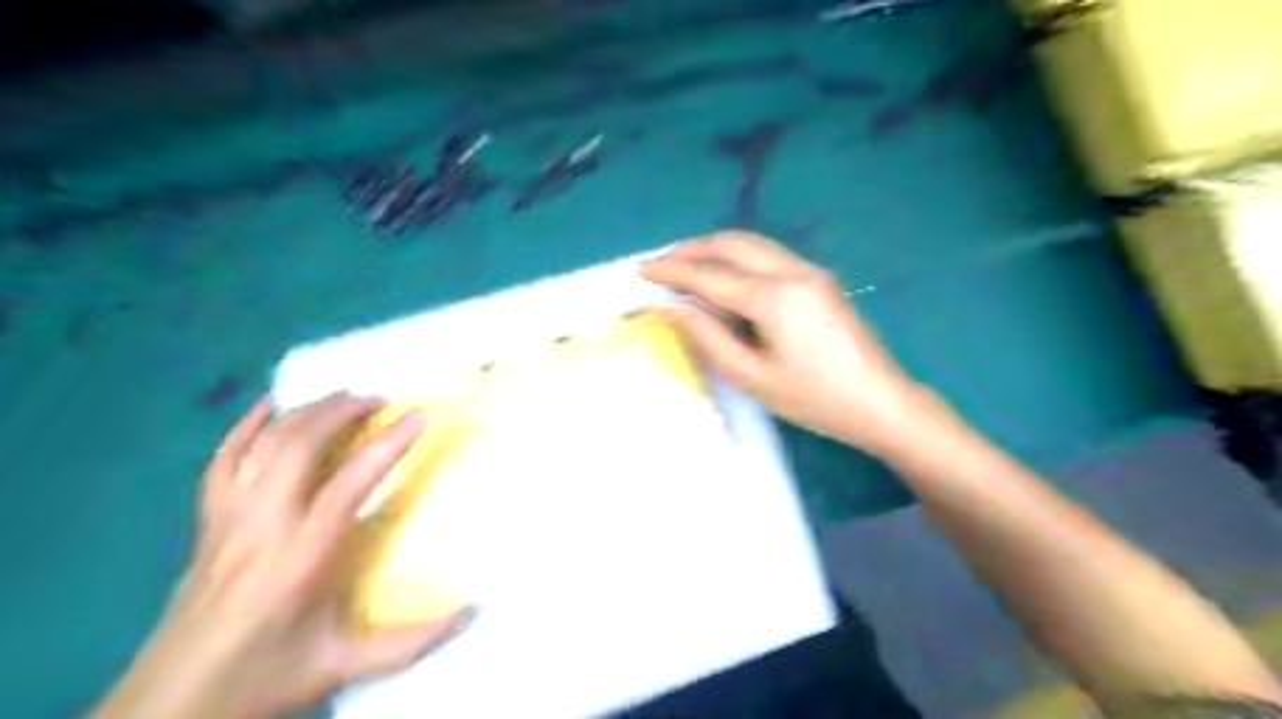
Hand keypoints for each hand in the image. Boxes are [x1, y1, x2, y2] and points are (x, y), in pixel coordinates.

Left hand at [93, 394, 472, 718]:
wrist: (170, 707)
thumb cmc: (265, 677)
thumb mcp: (345, 665)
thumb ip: (413, 641)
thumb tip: (473, 611)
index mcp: (302, 558)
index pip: (349, 483)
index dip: (387, 445)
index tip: (418, 416)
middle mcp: (263, 527)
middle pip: (298, 447)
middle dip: (341, 412)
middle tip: (379, 401)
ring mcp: (228, 521)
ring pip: (263, 446)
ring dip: (305, 413)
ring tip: (342, 399)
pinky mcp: (207, 524)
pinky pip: (222, 462)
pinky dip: (245, 427)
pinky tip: (268, 405)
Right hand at [647, 231, 939, 454]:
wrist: (881, 402)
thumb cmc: (813, 399)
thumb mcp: (751, 375)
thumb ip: (705, 336)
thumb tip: (668, 307)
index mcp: (773, 297)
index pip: (709, 275)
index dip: (671, 270)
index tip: (640, 270)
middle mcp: (792, 271)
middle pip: (731, 243)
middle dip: (691, 249)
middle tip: (659, 265)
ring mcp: (809, 271)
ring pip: (751, 244)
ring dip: (715, 249)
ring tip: (685, 268)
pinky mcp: (819, 278)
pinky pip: (768, 256)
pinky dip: (737, 258)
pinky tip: (725, 279)